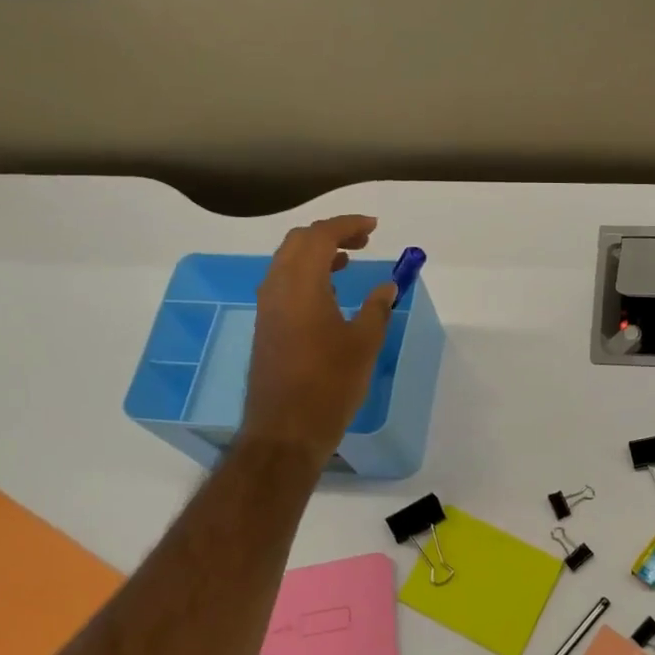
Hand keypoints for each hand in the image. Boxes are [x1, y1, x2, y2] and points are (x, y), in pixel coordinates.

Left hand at [241, 215, 396, 462]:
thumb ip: (377, 308)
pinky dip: (307, 274)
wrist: (286, 430)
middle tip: (364, 240)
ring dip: (317, 253)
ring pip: (288, 261)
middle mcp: (277, 287)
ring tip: (348, 260)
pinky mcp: (266, 326)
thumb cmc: (330, 384)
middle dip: (331, 233)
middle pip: (299, 242)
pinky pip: (284, 283)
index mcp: (301, 285)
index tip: (374, 227)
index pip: (321, 236)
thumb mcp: (364, 344)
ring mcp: (267, 307)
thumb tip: (387, 287)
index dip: (348, 224)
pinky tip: (330, 293)